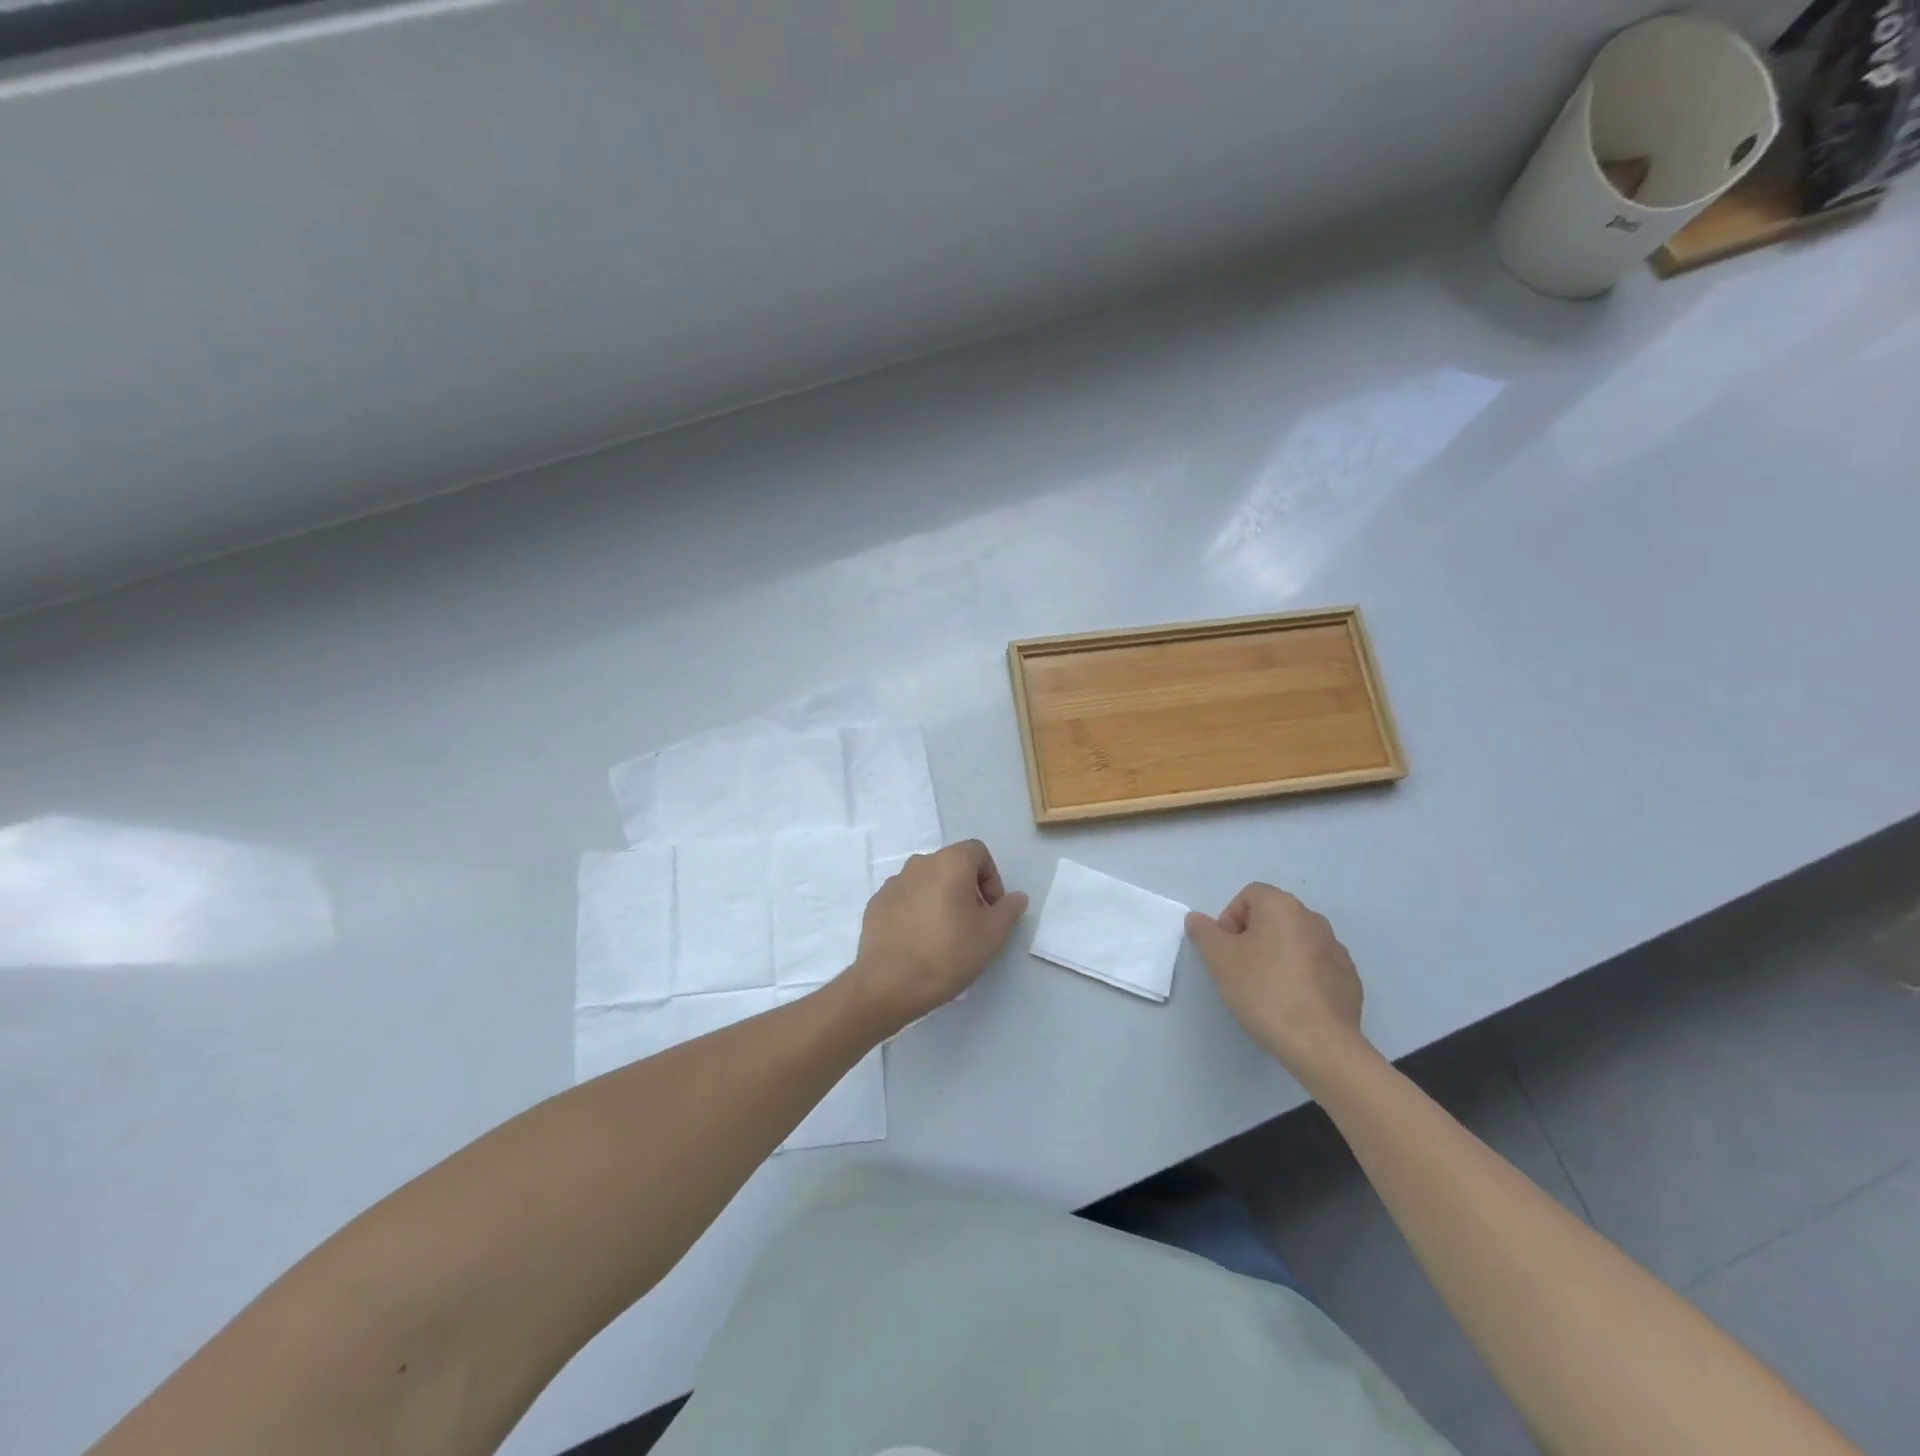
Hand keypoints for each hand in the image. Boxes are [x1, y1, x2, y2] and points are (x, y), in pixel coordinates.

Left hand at [845, 841, 1028, 1032]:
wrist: (889, 983)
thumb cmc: (948, 953)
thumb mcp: (991, 935)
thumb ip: (1008, 910)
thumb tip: (1017, 897)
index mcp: (949, 863)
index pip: (977, 852)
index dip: (991, 877)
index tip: (991, 909)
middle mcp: (919, 864)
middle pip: (951, 866)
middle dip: (966, 889)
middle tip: (972, 923)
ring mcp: (893, 883)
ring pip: (926, 882)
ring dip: (940, 898)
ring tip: (943, 935)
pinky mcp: (876, 904)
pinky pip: (904, 899)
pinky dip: (916, 911)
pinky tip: (918, 941)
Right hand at [1185, 884, 1369, 1082]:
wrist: (1320, 1044)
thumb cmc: (1263, 991)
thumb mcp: (1219, 960)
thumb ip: (1204, 932)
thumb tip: (1197, 919)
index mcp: (1282, 907)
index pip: (1248, 896)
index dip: (1230, 919)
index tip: (1226, 951)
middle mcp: (1313, 919)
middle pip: (1273, 916)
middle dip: (1253, 937)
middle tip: (1241, 970)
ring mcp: (1336, 949)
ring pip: (1295, 942)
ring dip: (1278, 956)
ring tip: (1268, 989)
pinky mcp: (1349, 978)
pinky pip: (1316, 966)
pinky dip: (1302, 976)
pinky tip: (1293, 1003)